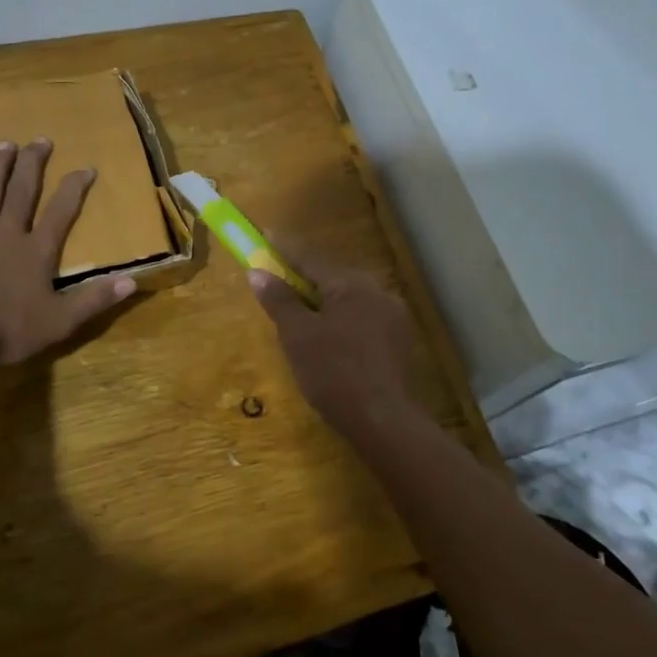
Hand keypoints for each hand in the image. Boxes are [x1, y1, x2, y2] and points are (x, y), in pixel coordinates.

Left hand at [0, 139, 136, 367]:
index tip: (87, 167)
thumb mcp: (59, 322)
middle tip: (41, 140)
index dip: (75, 188)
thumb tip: (131, 282)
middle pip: (23, 193)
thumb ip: (93, 300)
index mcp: (36, 252)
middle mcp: (7, 235)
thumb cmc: (7, 331)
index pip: (61, 212)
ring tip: (5, 144)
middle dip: (34, 165)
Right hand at [247, 244, 425, 440]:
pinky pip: (362, 319)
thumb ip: (279, 300)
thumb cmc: (334, 373)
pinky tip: (329, 339)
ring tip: (300, 313)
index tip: (266, 234)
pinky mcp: (399, 342)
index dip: (285, 247)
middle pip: (332, 276)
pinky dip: (341, 321)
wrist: (384, 422)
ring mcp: (393, 317)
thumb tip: (258, 272)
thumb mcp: (297, 335)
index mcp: (351, 284)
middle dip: (305, 277)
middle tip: (279, 279)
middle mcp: (377, 291)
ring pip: (349, 299)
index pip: (311, 257)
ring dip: (324, 301)